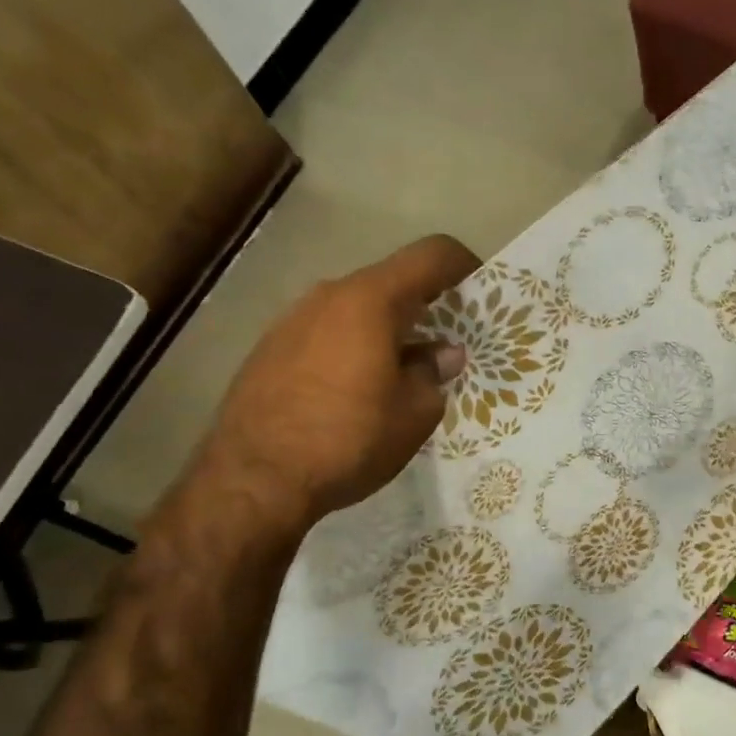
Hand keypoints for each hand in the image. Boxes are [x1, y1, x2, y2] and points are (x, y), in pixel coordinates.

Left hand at [196, 234, 480, 533]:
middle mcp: (329, 295)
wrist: (253, 480)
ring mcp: (292, 320)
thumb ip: (433, 373)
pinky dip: (353, 347)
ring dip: (387, 330)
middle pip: (391, 282)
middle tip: (448, 344)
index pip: (431, 255)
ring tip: (402, 374)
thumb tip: (441, 355)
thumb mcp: (414, 413)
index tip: (482, 294)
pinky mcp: (269, 348)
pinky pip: (327, 333)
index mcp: (371, 300)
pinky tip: (357, 391)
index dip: (465, 265)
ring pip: (356, 309)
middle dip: (427, 307)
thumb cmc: (349, 439)